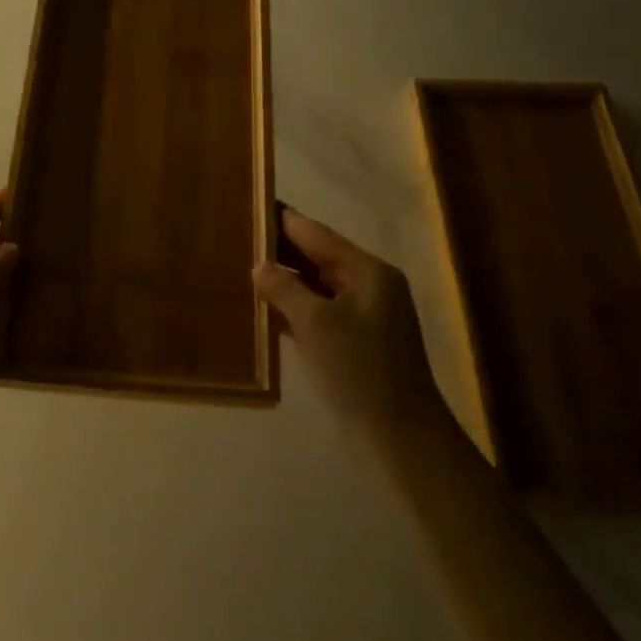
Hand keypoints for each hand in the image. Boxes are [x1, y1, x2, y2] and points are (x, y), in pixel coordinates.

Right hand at [253, 208, 443, 434]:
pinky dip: (294, 308)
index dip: (284, 220)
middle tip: (239, 237)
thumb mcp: (315, 323)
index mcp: (368, 271)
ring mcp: (364, 315)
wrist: (400, 436)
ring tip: (244, 267)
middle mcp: (369, 286)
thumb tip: (260, 266)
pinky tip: (265, 308)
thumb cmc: (359, 369)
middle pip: (319, 257)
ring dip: (285, 280)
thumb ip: (284, 288)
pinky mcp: (356, 342)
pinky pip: (320, 312)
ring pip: (317, 286)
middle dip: (281, 249)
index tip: (252, 204)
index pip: (318, 234)